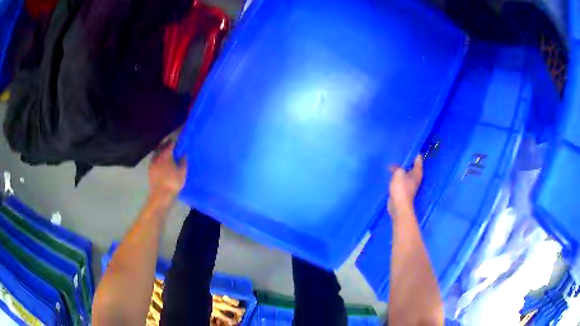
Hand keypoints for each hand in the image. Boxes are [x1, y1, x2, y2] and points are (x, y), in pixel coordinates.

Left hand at [148, 140, 186, 200]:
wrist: (160, 196)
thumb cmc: (172, 183)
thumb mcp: (182, 172)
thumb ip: (183, 162)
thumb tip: (183, 154)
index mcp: (166, 155)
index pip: (170, 143)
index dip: (175, 140)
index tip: (178, 138)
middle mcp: (157, 156)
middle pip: (161, 146)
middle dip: (166, 144)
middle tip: (172, 143)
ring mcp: (152, 163)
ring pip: (156, 153)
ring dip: (161, 150)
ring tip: (166, 152)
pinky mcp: (150, 170)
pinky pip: (154, 160)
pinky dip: (158, 158)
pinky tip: (161, 162)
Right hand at [388, 155, 422, 216]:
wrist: (398, 206)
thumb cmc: (401, 188)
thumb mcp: (398, 173)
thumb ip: (396, 167)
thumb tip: (393, 167)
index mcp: (417, 172)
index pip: (418, 158)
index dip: (414, 152)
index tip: (407, 146)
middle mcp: (415, 177)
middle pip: (412, 165)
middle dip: (406, 160)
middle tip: (398, 152)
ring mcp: (409, 184)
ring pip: (405, 172)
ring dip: (400, 168)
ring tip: (392, 161)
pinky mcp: (403, 189)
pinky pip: (400, 179)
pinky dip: (396, 176)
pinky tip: (390, 173)